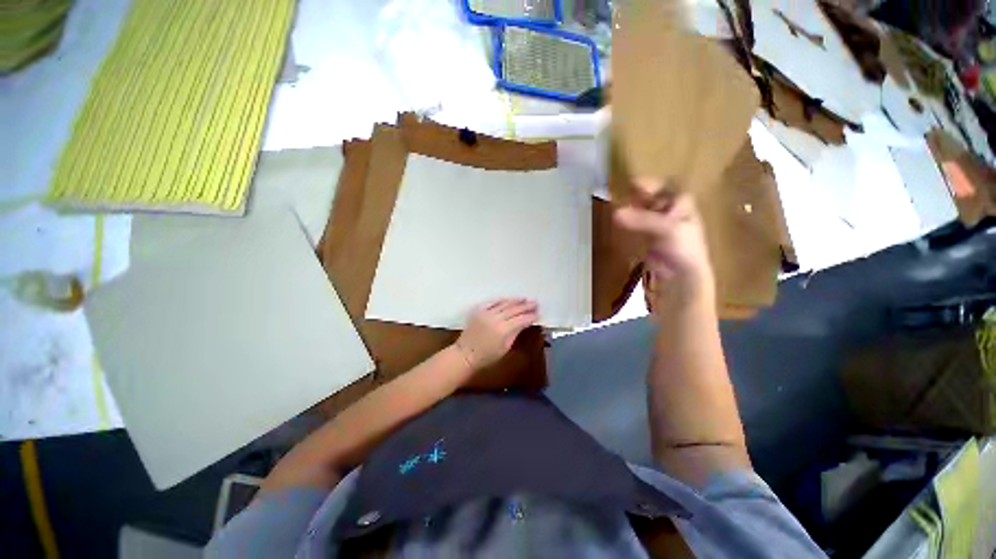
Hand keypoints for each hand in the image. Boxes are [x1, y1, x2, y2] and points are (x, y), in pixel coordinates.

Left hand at [455, 299, 538, 369]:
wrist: (465, 354)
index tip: (538, 314)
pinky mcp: (479, 311)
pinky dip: (501, 300)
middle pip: (514, 309)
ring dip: (515, 301)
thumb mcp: (505, 348)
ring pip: (504, 304)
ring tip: (524, 299)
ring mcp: (486, 313)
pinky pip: (492, 302)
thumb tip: (525, 323)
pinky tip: (508, 299)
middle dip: (525, 306)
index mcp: (503, 330)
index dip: (530, 317)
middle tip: (535, 303)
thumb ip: (515, 333)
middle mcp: (495, 318)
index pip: (521, 320)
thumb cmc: (487, 356)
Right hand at [613, 190, 714, 301]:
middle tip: (617, 197)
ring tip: (614, 208)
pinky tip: (618, 222)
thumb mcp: (667, 229)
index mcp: (681, 203)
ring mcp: (658, 225)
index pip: (663, 187)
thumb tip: (614, 213)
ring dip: (628, 210)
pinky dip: (626, 223)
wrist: (681, 277)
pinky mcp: (647, 238)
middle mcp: (670, 211)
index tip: (627, 184)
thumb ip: (641, 220)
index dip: (646, 184)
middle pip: (649, 198)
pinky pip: (635, 225)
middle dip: (633, 197)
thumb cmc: (683, 248)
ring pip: (640, 211)